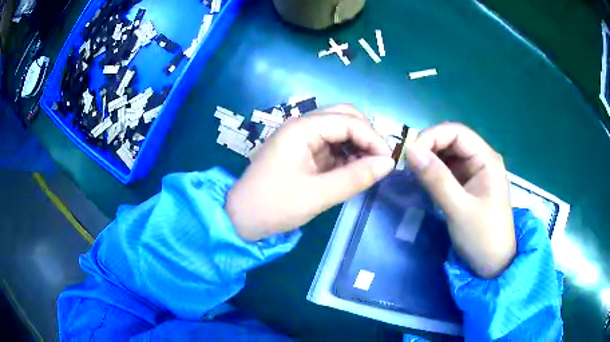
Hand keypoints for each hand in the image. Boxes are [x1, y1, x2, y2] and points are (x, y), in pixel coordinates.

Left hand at [226, 105, 394, 240]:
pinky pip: (331, 145)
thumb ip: (355, 177)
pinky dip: (346, 154)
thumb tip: (389, 164)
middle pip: (344, 116)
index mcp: (301, 129)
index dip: (373, 138)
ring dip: (358, 144)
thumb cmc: (274, 206)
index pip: (348, 121)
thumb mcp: (318, 195)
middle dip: (366, 135)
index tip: (388, 162)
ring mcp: (301, 137)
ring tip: (368, 168)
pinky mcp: (302, 151)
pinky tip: (353, 170)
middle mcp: (302, 126)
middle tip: (379, 161)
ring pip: (339, 129)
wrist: (241, 219)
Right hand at [405, 122, 515, 277]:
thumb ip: (436, 178)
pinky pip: (448, 170)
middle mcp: (481, 159)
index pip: (456, 132)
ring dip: (429, 159)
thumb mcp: (458, 208)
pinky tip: (424, 181)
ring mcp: (475, 172)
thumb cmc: (482, 237)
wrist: (493, 265)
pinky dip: (434, 172)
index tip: (409, 154)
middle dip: (429, 147)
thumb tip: (410, 150)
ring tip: (413, 173)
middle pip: (452, 140)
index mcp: (486, 159)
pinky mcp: (468, 185)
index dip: (431, 136)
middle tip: (407, 165)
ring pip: (448, 154)